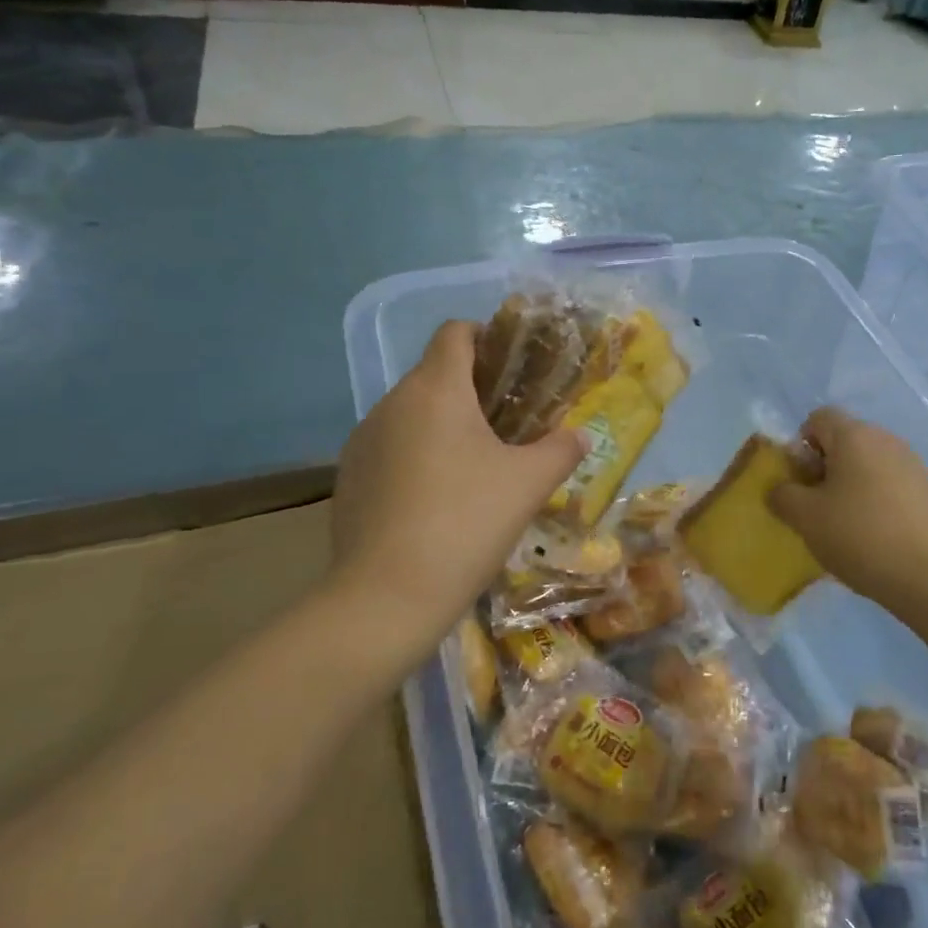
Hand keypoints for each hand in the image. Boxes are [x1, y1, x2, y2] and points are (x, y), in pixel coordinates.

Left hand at [325, 320, 585, 665]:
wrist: (387, 596)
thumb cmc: (466, 522)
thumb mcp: (529, 484)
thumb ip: (561, 450)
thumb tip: (579, 436)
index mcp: (436, 389)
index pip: (455, 332)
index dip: (486, 336)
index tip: (513, 367)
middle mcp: (392, 402)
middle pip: (434, 373)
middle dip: (471, 389)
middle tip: (509, 424)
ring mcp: (363, 440)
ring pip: (411, 413)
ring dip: (443, 424)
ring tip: (474, 466)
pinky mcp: (349, 477)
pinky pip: (390, 447)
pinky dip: (416, 455)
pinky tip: (436, 500)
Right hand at [768, 408, 927, 607]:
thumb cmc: (860, 536)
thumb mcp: (805, 517)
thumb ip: (782, 495)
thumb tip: (781, 488)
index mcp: (854, 435)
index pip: (818, 418)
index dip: (800, 446)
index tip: (799, 482)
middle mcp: (886, 440)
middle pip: (844, 442)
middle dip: (823, 469)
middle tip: (815, 508)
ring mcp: (913, 466)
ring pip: (867, 466)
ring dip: (849, 488)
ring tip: (843, 528)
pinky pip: (890, 487)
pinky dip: (875, 504)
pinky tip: (874, 540)